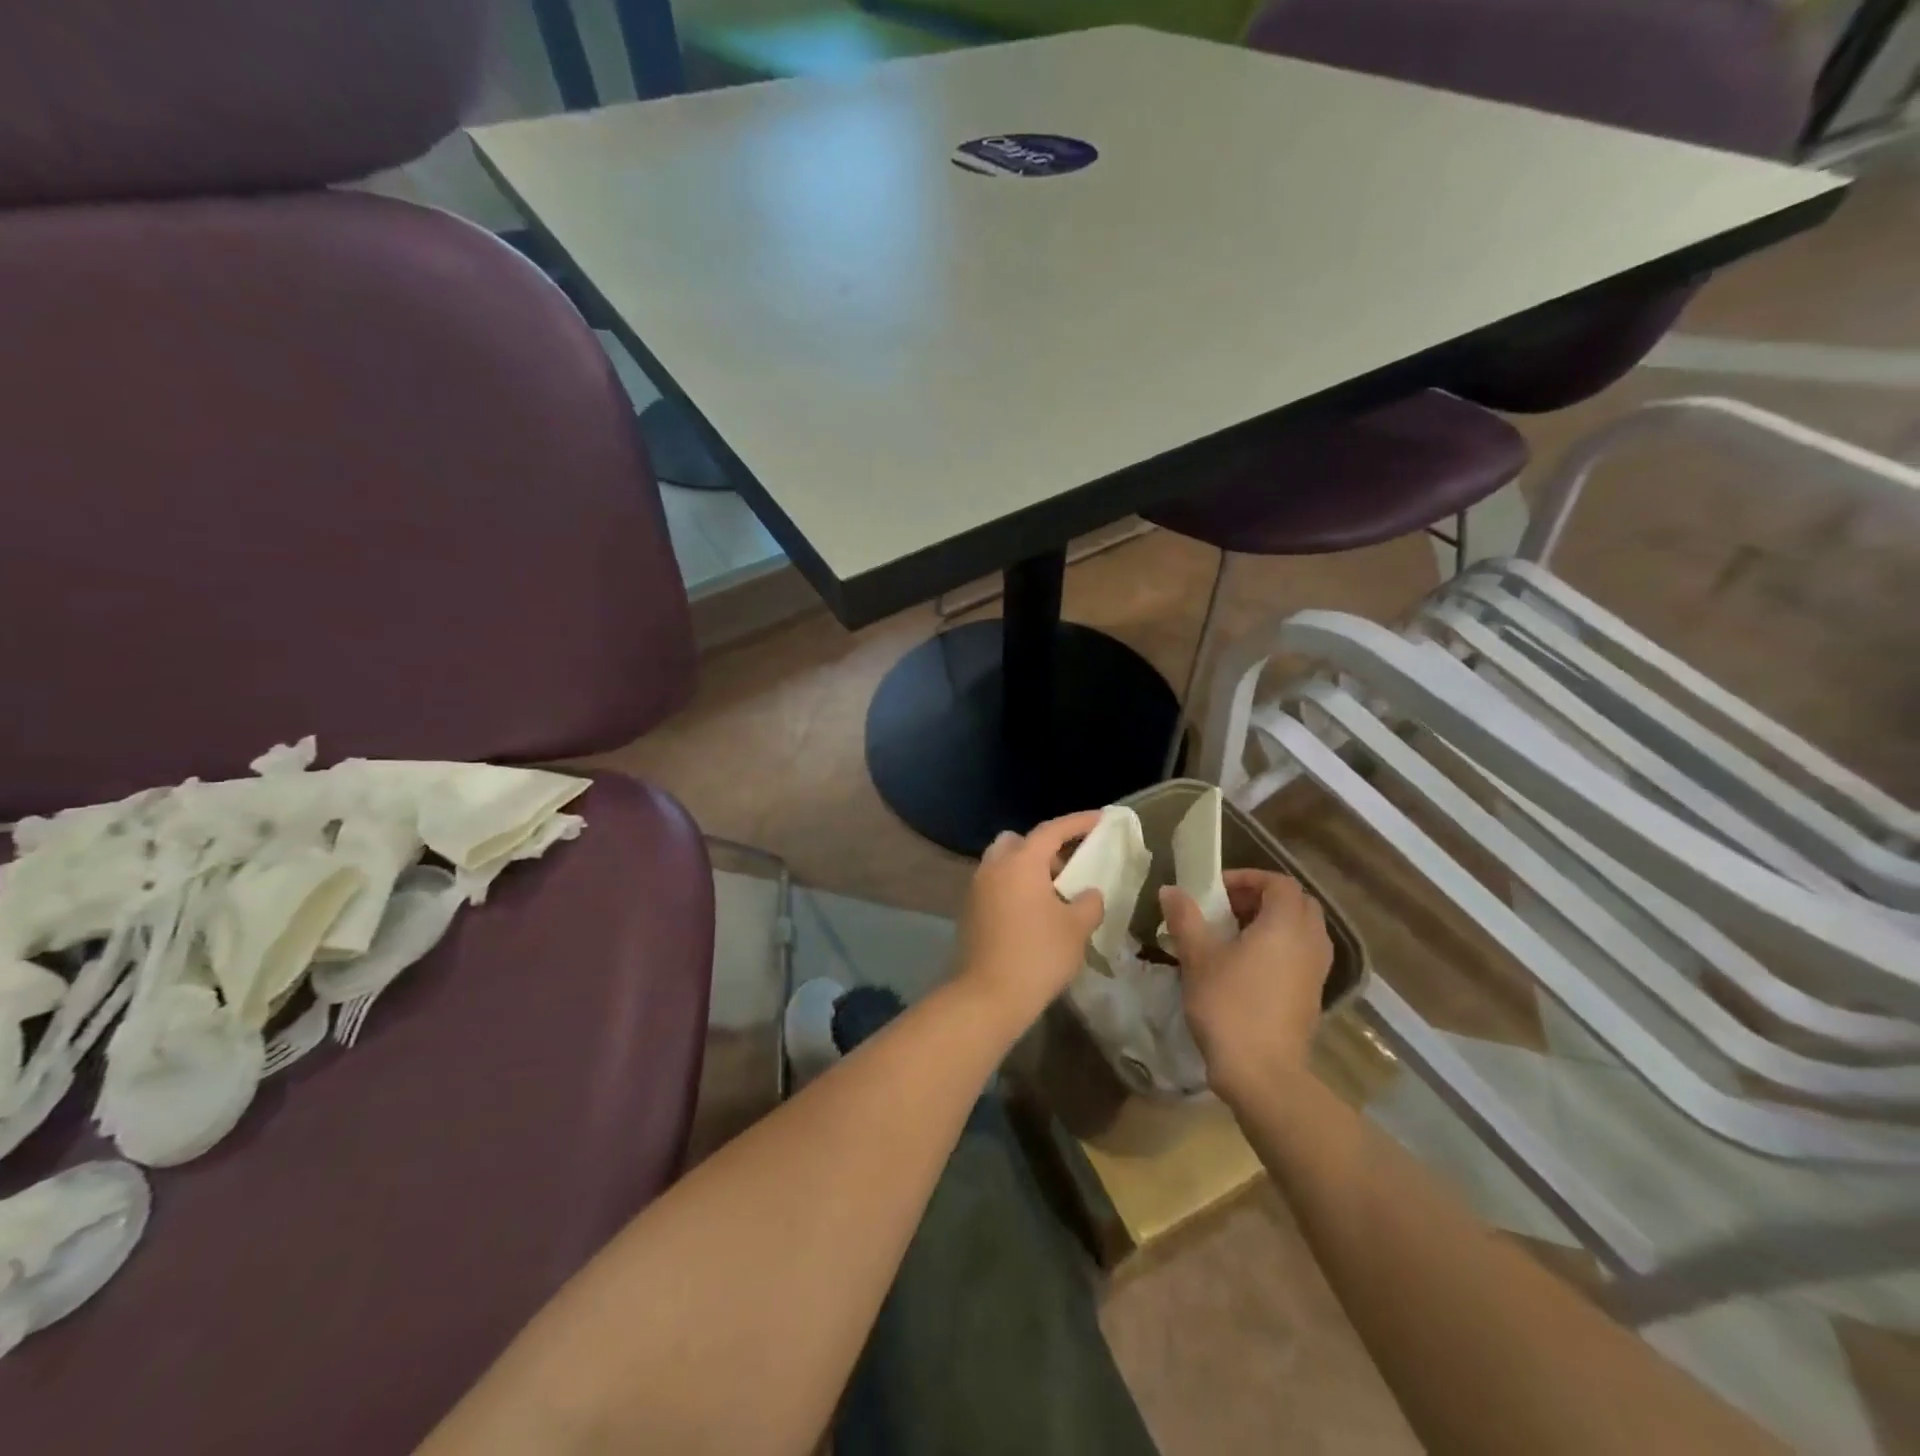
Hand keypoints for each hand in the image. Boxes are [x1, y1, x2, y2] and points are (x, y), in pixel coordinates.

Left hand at [952, 811, 1105, 1035]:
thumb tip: (1088, 894)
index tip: (1100, 819)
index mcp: (1020, 862)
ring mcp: (976, 888)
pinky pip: (995, 885)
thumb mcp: (1076, 928)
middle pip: (1019, 841)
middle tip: (1069, 865)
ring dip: (1027, 868)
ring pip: (1003, 863)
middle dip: (1044, 846)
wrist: (989, 995)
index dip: (1077, 822)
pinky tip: (1032, 913)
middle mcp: (994, 867)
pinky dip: (1014, 887)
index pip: (1051, 830)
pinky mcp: (969, 910)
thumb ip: (1089, 902)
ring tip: (1053, 893)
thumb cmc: (1038, 954)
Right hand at [1159, 869, 1332, 1104]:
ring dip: (1274, 923)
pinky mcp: (1313, 996)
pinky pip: (1302, 955)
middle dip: (1263, 898)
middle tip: (1228, 909)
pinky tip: (1248, 967)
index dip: (1248, 878)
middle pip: (1297, 903)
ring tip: (1236, 936)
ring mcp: (1316, 972)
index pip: (1279, 883)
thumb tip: (1171, 890)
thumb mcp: (1198, 958)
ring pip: (1303, 930)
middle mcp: (1309, 942)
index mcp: (1285, 925)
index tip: (1217, 890)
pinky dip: (1281, 948)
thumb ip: (1185, 918)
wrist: (1263, 1073)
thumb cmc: (1229, 1006)